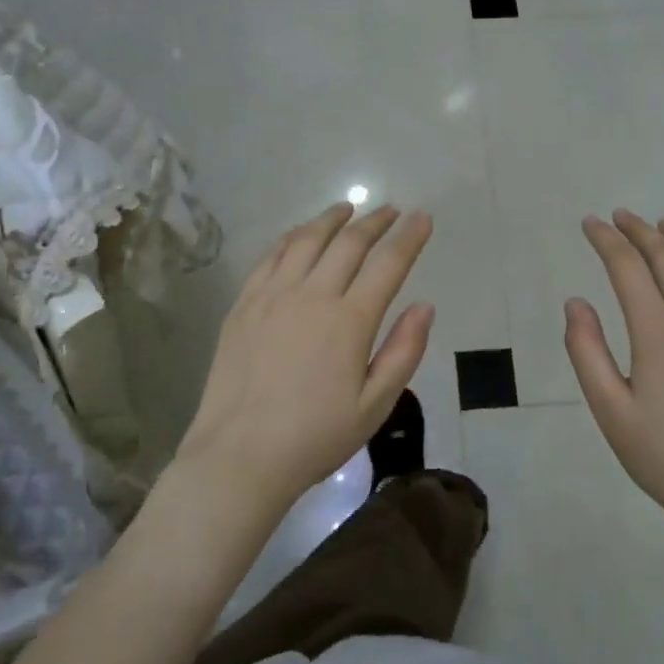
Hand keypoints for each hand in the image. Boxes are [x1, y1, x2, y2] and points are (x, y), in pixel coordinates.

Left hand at [181, 202, 434, 509]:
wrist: (240, 455)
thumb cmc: (315, 437)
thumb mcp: (375, 405)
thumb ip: (404, 352)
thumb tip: (424, 306)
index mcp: (350, 321)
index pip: (388, 264)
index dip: (409, 237)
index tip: (422, 217)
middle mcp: (312, 295)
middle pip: (348, 243)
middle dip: (374, 222)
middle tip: (389, 210)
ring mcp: (273, 296)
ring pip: (306, 240)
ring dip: (331, 219)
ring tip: (347, 208)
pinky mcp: (244, 304)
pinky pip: (270, 256)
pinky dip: (291, 237)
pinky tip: (299, 233)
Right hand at [565, 212, 663, 523]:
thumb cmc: (661, 453)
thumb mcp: (609, 407)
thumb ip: (587, 350)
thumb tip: (576, 302)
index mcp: (658, 331)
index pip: (628, 268)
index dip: (607, 240)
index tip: (590, 223)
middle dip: (640, 231)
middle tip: (620, 216)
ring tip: (662, 225)